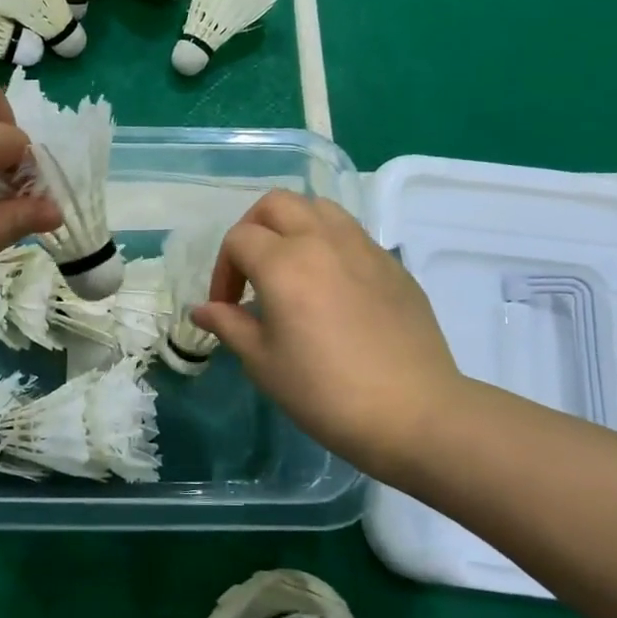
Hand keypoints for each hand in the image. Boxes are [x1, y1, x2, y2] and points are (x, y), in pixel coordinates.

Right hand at [195, 191, 468, 481]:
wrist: (413, 413)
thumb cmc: (325, 392)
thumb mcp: (264, 363)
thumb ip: (230, 325)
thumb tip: (202, 309)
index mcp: (284, 263)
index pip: (239, 239)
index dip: (222, 270)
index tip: (226, 307)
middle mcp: (323, 241)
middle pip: (277, 204)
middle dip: (252, 228)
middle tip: (250, 270)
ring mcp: (364, 248)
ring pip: (319, 208)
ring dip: (293, 226)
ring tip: (290, 267)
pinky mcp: (393, 264)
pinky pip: (352, 234)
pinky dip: (328, 244)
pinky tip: (331, 286)